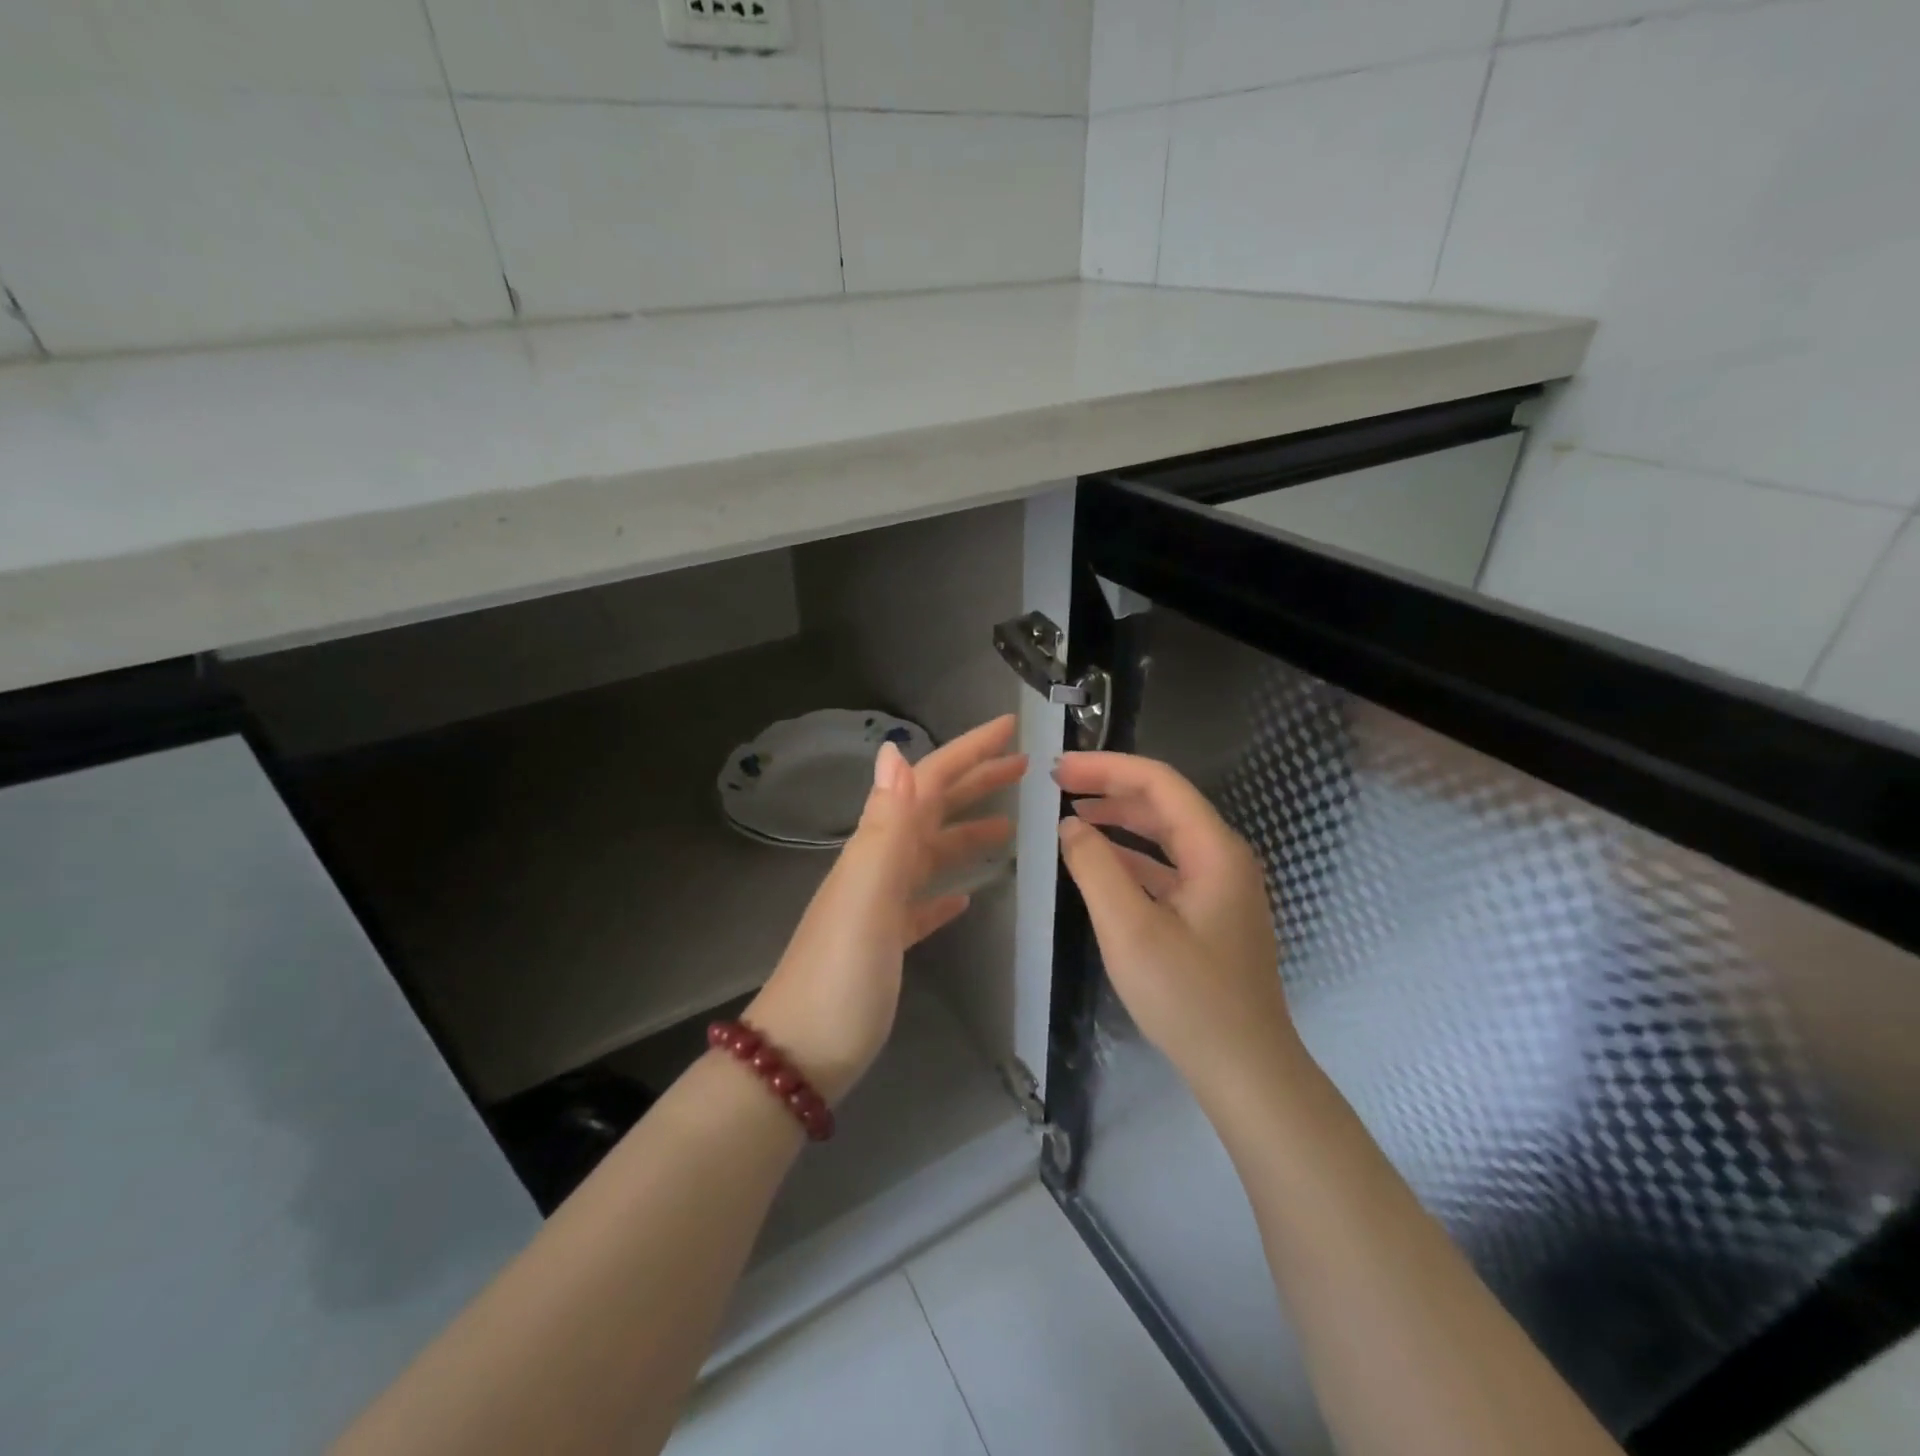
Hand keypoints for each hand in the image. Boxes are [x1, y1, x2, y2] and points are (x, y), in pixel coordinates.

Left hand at [745, 716, 1024, 1102]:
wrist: (799, 1056)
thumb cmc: (841, 976)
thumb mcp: (867, 897)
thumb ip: (886, 827)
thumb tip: (896, 753)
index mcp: (877, 849)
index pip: (927, 783)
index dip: (968, 752)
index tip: (1011, 729)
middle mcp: (877, 866)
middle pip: (932, 810)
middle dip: (975, 783)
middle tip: (1024, 769)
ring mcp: (880, 905)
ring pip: (929, 854)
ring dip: (966, 834)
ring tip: (1009, 830)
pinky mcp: (885, 942)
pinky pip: (920, 903)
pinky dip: (944, 890)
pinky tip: (965, 897)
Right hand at [1054, 752, 1294, 1106]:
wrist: (1246, 1070)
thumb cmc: (1188, 997)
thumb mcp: (1129, 929)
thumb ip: (1095, 868)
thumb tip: (1070, 825)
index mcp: (1215, 850)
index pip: (1159, 783)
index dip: (1106, 767)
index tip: (1059, 769)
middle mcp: (1224, 858)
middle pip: (1164, 803)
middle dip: (1110, 788)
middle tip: (1059, 785)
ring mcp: (1221, 887)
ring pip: (1166, 835)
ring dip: (1120, 820)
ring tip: (1073, 815)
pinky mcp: (1212, 914)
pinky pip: (1168, 868)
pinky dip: (1132, 857)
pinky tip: (1102, 863)